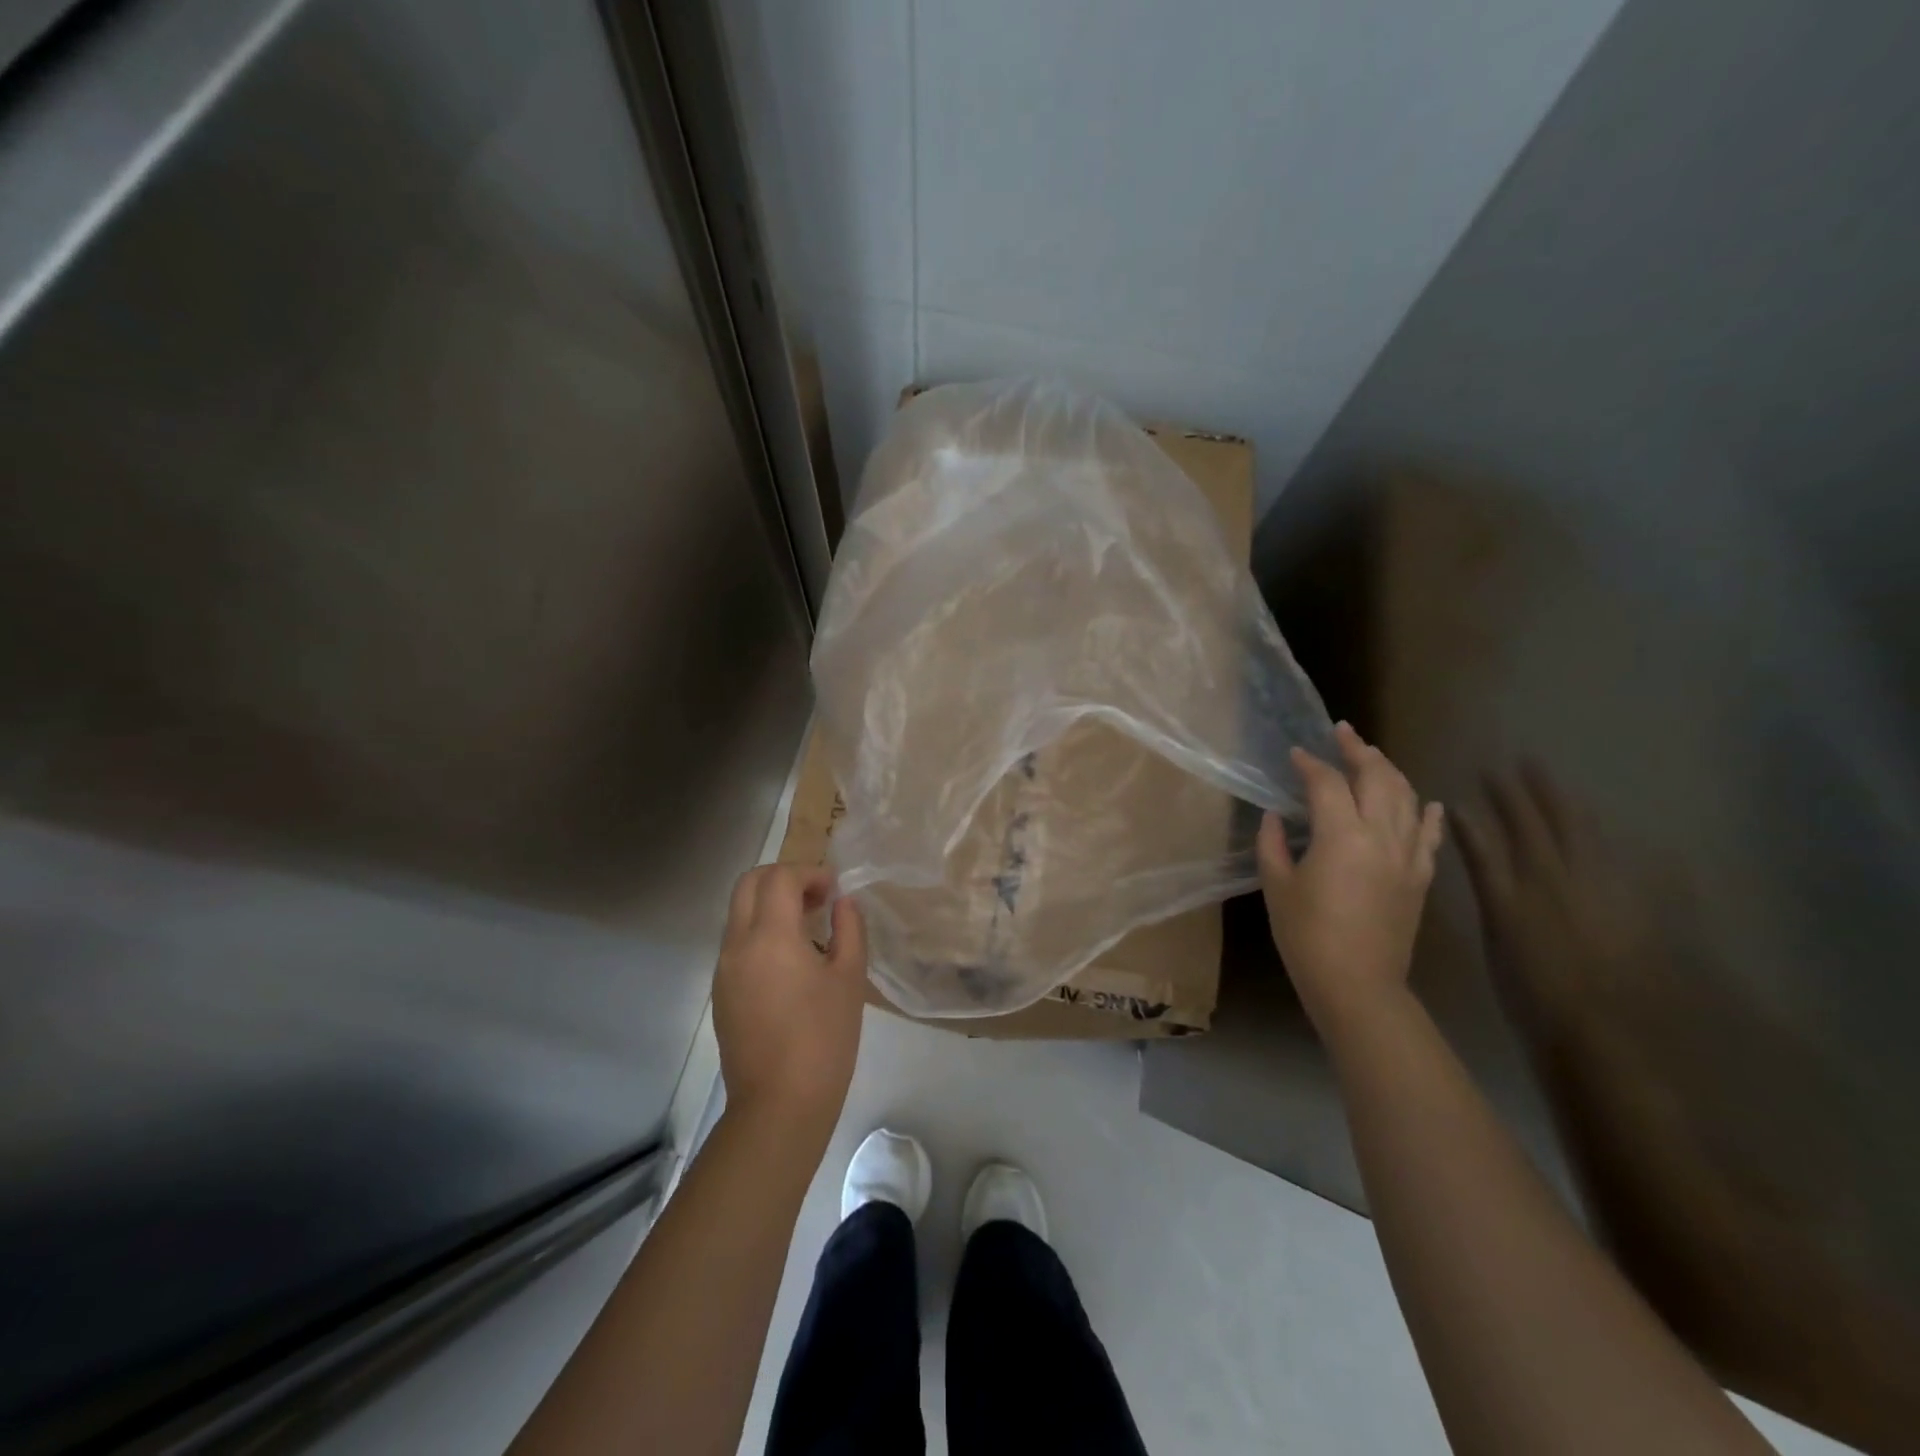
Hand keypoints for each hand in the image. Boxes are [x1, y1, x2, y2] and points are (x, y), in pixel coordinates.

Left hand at [712, 865, 867, 1148]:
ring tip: (808, 929)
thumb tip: (843, 902)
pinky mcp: (721, 992)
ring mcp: (724, 969)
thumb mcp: (849, 978)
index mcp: (770, 936)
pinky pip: (737, 942)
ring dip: (770, 904)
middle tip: (816, 898)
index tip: (834, 890)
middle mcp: (738, 944)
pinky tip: (790, 961)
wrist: (779, 1105)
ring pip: (739, 912)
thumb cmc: (824, 1039)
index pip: (780, 877)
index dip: (810, 873)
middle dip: (782, 878)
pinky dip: (760, 931)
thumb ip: (849, 929)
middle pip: (749, 884)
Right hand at [1257, 722, 1444, 1036]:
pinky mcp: (1421, 877)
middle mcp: (1381, 836)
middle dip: (1358, 750)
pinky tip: (1427, 801)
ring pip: (1407, 798)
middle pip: (1377, 778)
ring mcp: (1407, 856)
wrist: (1358, 985)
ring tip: (1373, 756)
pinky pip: (1429, 835)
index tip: (1295, 754)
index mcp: (1341, 836)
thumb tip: (1276, 817)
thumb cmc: (1306, 936)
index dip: (1310, 764)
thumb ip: (1273, 844)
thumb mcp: (1277, 886)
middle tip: (1342, 733)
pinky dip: (1428, 813)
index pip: (1327, 784)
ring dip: (1390, 771)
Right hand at [1454, 763, 1660, 1047]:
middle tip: (1522, 764)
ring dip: (1570, 810)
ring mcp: (1606, 893)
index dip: (1494, 804)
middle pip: (1548, 827)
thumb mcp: (1496, 931)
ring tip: (1557, 787)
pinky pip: (1635, 866)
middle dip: (1531, 794)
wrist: (1600, 1032)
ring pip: (1587, 839)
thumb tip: (1469, 835)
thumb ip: (1487, 877)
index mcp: (1522, 887)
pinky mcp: (1640, 912)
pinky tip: (1622, 834)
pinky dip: (1623, 846)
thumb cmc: (1528, 989)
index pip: (1504, 834)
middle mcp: (1565, 880)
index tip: (1481, 777)